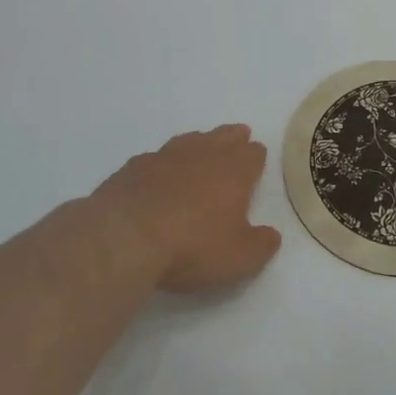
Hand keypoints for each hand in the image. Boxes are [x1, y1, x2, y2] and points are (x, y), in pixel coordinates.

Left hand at [89, 125, 280, 292]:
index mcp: (234, 171)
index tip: (257, 161)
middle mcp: (202, 155)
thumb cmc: (191, 247)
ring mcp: (165, 157)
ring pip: (189, 140)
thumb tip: (272, 236)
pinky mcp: (133, 167)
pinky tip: (159, 173)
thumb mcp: (239, 258)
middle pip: (224, 136)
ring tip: (201, 147)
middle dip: (233, 138)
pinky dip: (163, 163)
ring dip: (199, 143)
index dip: (256, 157)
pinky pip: (156, 157)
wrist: (123, 239)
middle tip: (237, 138)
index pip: (253, 153)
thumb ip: (261, 245)